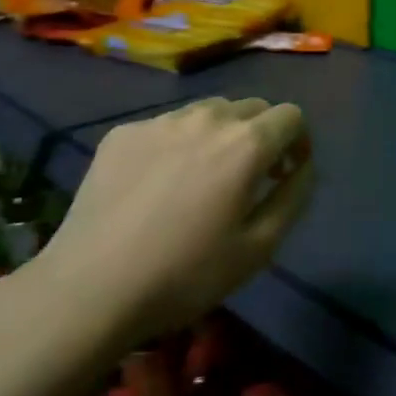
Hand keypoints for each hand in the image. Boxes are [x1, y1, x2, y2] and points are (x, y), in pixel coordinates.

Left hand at [7, 97, 313, 370]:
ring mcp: (160, 121)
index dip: (299, 141)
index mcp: (246, 143)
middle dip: (263, 135)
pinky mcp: (122, 133)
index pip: (291, 115)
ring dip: (221, 135)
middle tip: (251, 177)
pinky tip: (159, 186)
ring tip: (204, 178)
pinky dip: (178, 144)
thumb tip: (304, 167)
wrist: (91, 287)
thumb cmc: (186, 274)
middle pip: (251, 108)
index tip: (288, 172)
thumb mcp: (259, 247)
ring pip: (208, 112)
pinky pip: (167, 126)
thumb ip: (294, 197)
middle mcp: (206, 118)